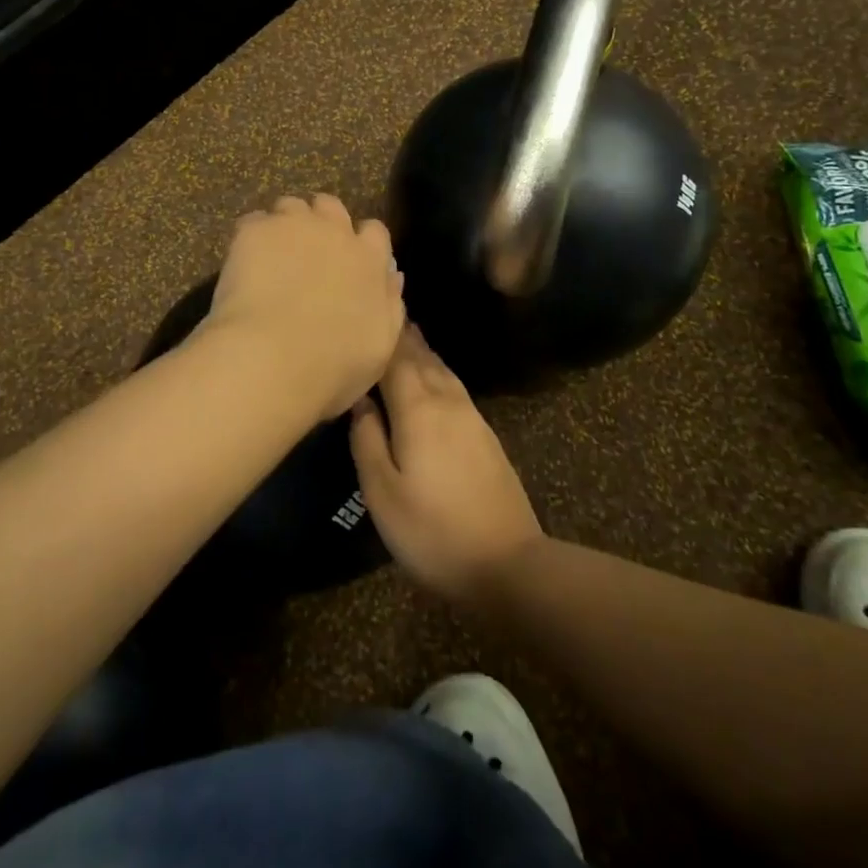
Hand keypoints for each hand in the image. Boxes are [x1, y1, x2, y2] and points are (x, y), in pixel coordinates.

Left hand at [205, 194, 404, 419]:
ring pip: (291, 206)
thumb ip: (389, 305)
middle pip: (331, 207)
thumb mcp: (379, 348)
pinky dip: (251, 238)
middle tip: (308, 251)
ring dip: (286, 224)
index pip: (375, 232)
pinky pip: (253, 222)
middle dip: (322, 222)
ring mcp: (292, 226)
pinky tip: (243, 263)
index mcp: (369, 261)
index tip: (350, 261)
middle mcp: (334, 232)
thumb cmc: (332, 367)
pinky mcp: (254, 231)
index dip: (362, 242)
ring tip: (273, 254)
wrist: (270, 360)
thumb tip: (392, 277)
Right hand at [350, 326, 543, 604]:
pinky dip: (437, 371)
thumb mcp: (383, 493)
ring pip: (441, 370)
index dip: (383, 332)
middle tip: (385, 308)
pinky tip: (433, 377)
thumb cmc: (433, 531)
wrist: (508, 564)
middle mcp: (447, 401)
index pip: (396, 358)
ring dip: (422, 350)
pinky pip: (454, 386)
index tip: (370, 304)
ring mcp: (471, 417)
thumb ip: (367, 440)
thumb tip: (359, 401)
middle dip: (403, 334)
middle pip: (421, 357)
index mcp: (418, 409)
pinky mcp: (485, 435)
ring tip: (406, 334)